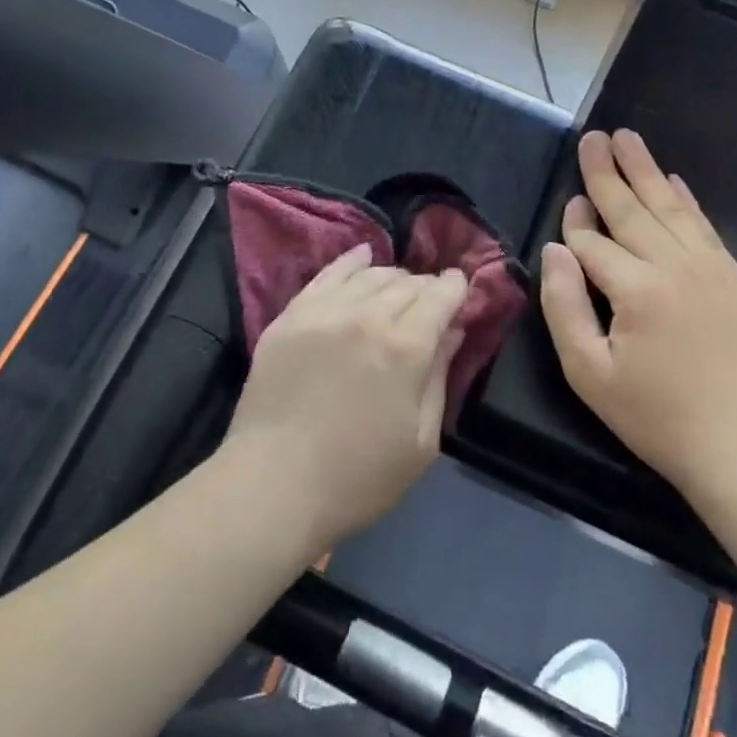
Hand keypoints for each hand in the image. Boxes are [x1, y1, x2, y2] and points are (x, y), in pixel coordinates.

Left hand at [222, 245, 468, 551]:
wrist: (274, 483)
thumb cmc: (359, 476)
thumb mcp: (421, 440)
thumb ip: (439, 376)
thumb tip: (453, 330)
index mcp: (406, 347)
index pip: (440, 296)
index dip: (456, 287)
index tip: (462, 287)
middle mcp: (367, 315)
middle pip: (407, 283)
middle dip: (426, 286)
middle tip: (431, 300)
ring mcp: (324, 311)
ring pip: (370, 274)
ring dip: (393, 277)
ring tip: (399, 287)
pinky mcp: (291, 315)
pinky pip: (327, 275)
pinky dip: (350, 261)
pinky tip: (362, 254)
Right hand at [540, 129, 736, 500]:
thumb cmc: (656, 417)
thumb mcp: (588, 373)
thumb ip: (564, 305)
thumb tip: (555, 249)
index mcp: (637, 289)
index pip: (593, 242)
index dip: (575, 224)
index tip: (567, 203)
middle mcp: (677, 267)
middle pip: (633, 208)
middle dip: (607, 171)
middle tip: (593, 136)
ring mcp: (713, 270)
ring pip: (671, 208)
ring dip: (646, 170)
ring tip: (627, 138)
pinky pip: (706, 228)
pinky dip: (686, 200)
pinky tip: (674, 181)